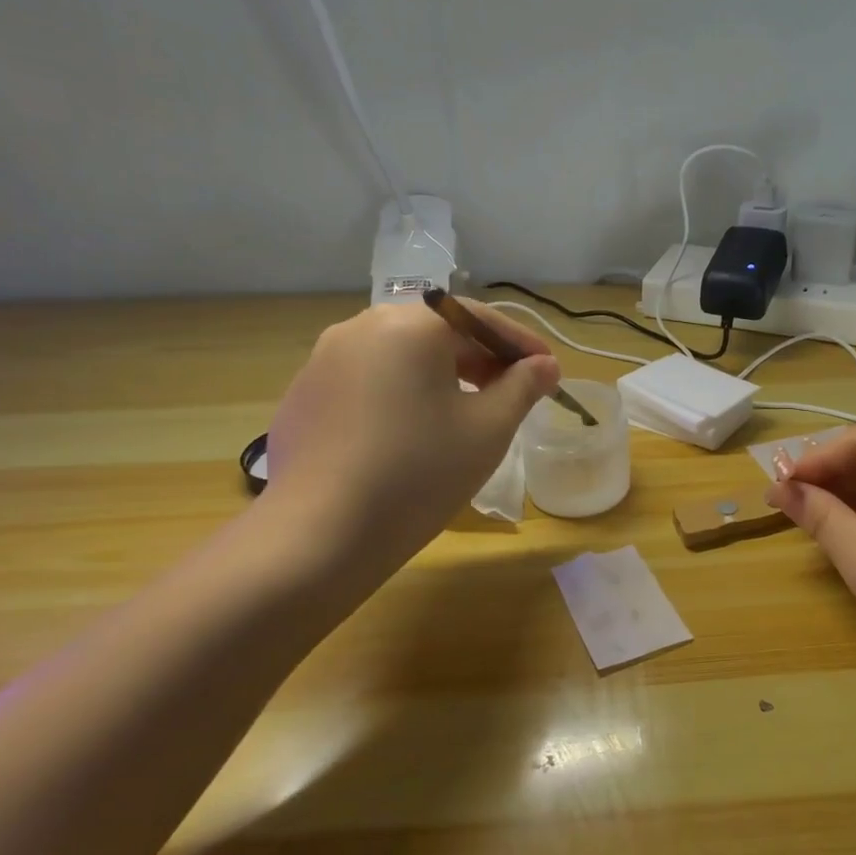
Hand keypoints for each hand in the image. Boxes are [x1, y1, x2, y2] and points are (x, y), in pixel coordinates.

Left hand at [264, 298, 559, 587]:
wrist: (319, 535)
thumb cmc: (419, 473)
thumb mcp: (488, 429)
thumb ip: (522, 387)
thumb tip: (544, 366)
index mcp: (410, 326)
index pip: (480, 319)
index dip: (521, 344)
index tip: (549, 371)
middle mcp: (361, 327)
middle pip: (437, 331)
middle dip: (482, 358)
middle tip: (514, 393)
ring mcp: (324, 360)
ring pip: (401, 355)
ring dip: (442, 374)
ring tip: (467, 412)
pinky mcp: (305, 395)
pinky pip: (369, 379)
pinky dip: (402, 392)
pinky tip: (413, 433)